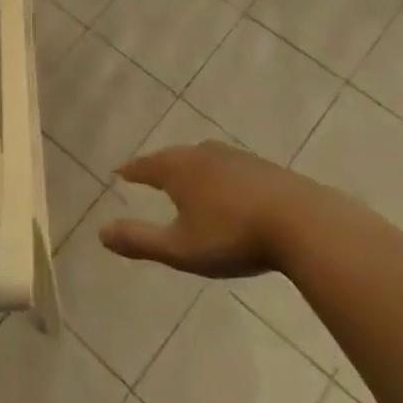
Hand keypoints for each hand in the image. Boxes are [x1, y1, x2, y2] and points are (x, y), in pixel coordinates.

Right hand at [100, 142, 307, 277]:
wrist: (302, 222)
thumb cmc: (233, 236)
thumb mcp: (180, 248)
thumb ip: (140, 240)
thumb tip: (100, 233)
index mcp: (178, 169)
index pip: (145, 166)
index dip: (131, 171)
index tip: (119, 173)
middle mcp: (202, 154)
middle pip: (173, 157)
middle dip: (159, 167)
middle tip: (148, 175)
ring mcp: (235, 157)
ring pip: (203, 158)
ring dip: (190, 168)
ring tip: (185, 180)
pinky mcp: (263, 167)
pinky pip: (228, 167)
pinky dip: (217, 175)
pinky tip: (226, 189)